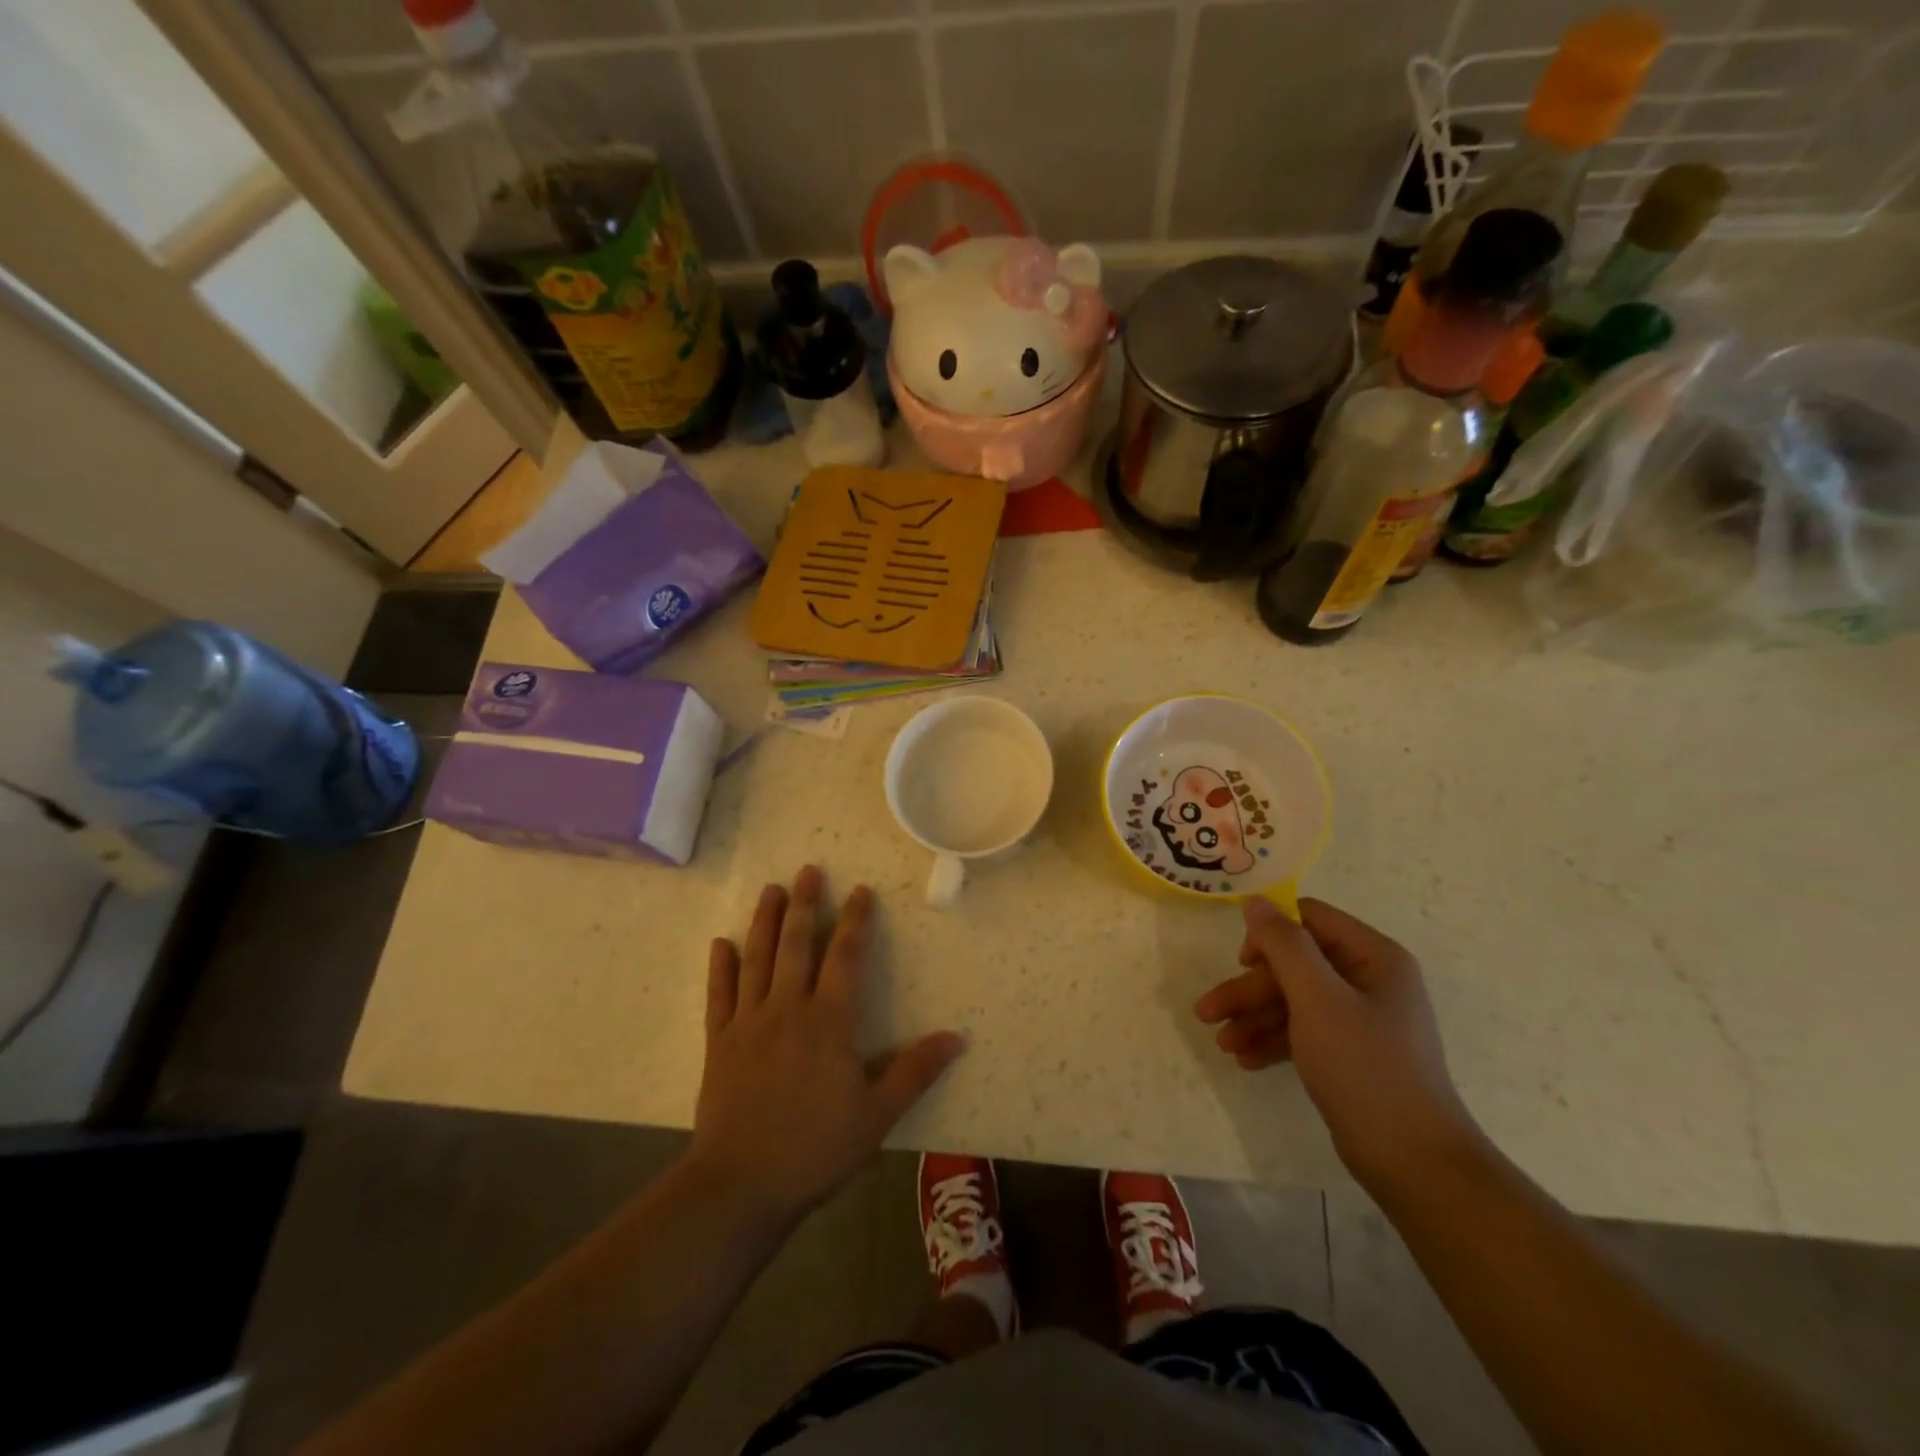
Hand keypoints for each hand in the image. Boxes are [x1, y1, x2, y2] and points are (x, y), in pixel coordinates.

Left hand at [691, 867, 964, 1228]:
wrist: (741, 1185)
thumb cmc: (816, 1148)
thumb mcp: (878, 1115)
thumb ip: (916, 1071)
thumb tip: (958, 1037)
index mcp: (829, 1021)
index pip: (844, 957)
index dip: (855, 921)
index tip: (860, 892)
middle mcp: (788, 1009)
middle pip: (796, 945)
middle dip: (804, 904)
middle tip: (808, 871)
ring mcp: (749, 1023)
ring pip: (757, 959)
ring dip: (764, 921)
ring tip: (770, 889)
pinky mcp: (719, 1043)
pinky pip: (719, 995)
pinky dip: (720, 967)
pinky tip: (721, 943)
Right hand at [1194, 897, 1482, 1193]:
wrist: (1415, 1164)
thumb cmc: (1365, 1068)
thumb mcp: (1317, 999)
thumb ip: (1284, 946)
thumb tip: (1256, 901)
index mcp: (1374, 957)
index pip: (1310, 920)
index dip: (1271, 934)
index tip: (1240, 961)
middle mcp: (1369, 980)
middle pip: (1295, 965)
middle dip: (1250, 989)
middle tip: (1208, 1013)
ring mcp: (1361, 1018)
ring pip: (1294, 1000)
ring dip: (1254, 1017)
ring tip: (1222, 1043)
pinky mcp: (1350, 1052)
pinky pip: (1303, 1031)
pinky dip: (1274, 1040)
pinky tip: (1245, 1058)